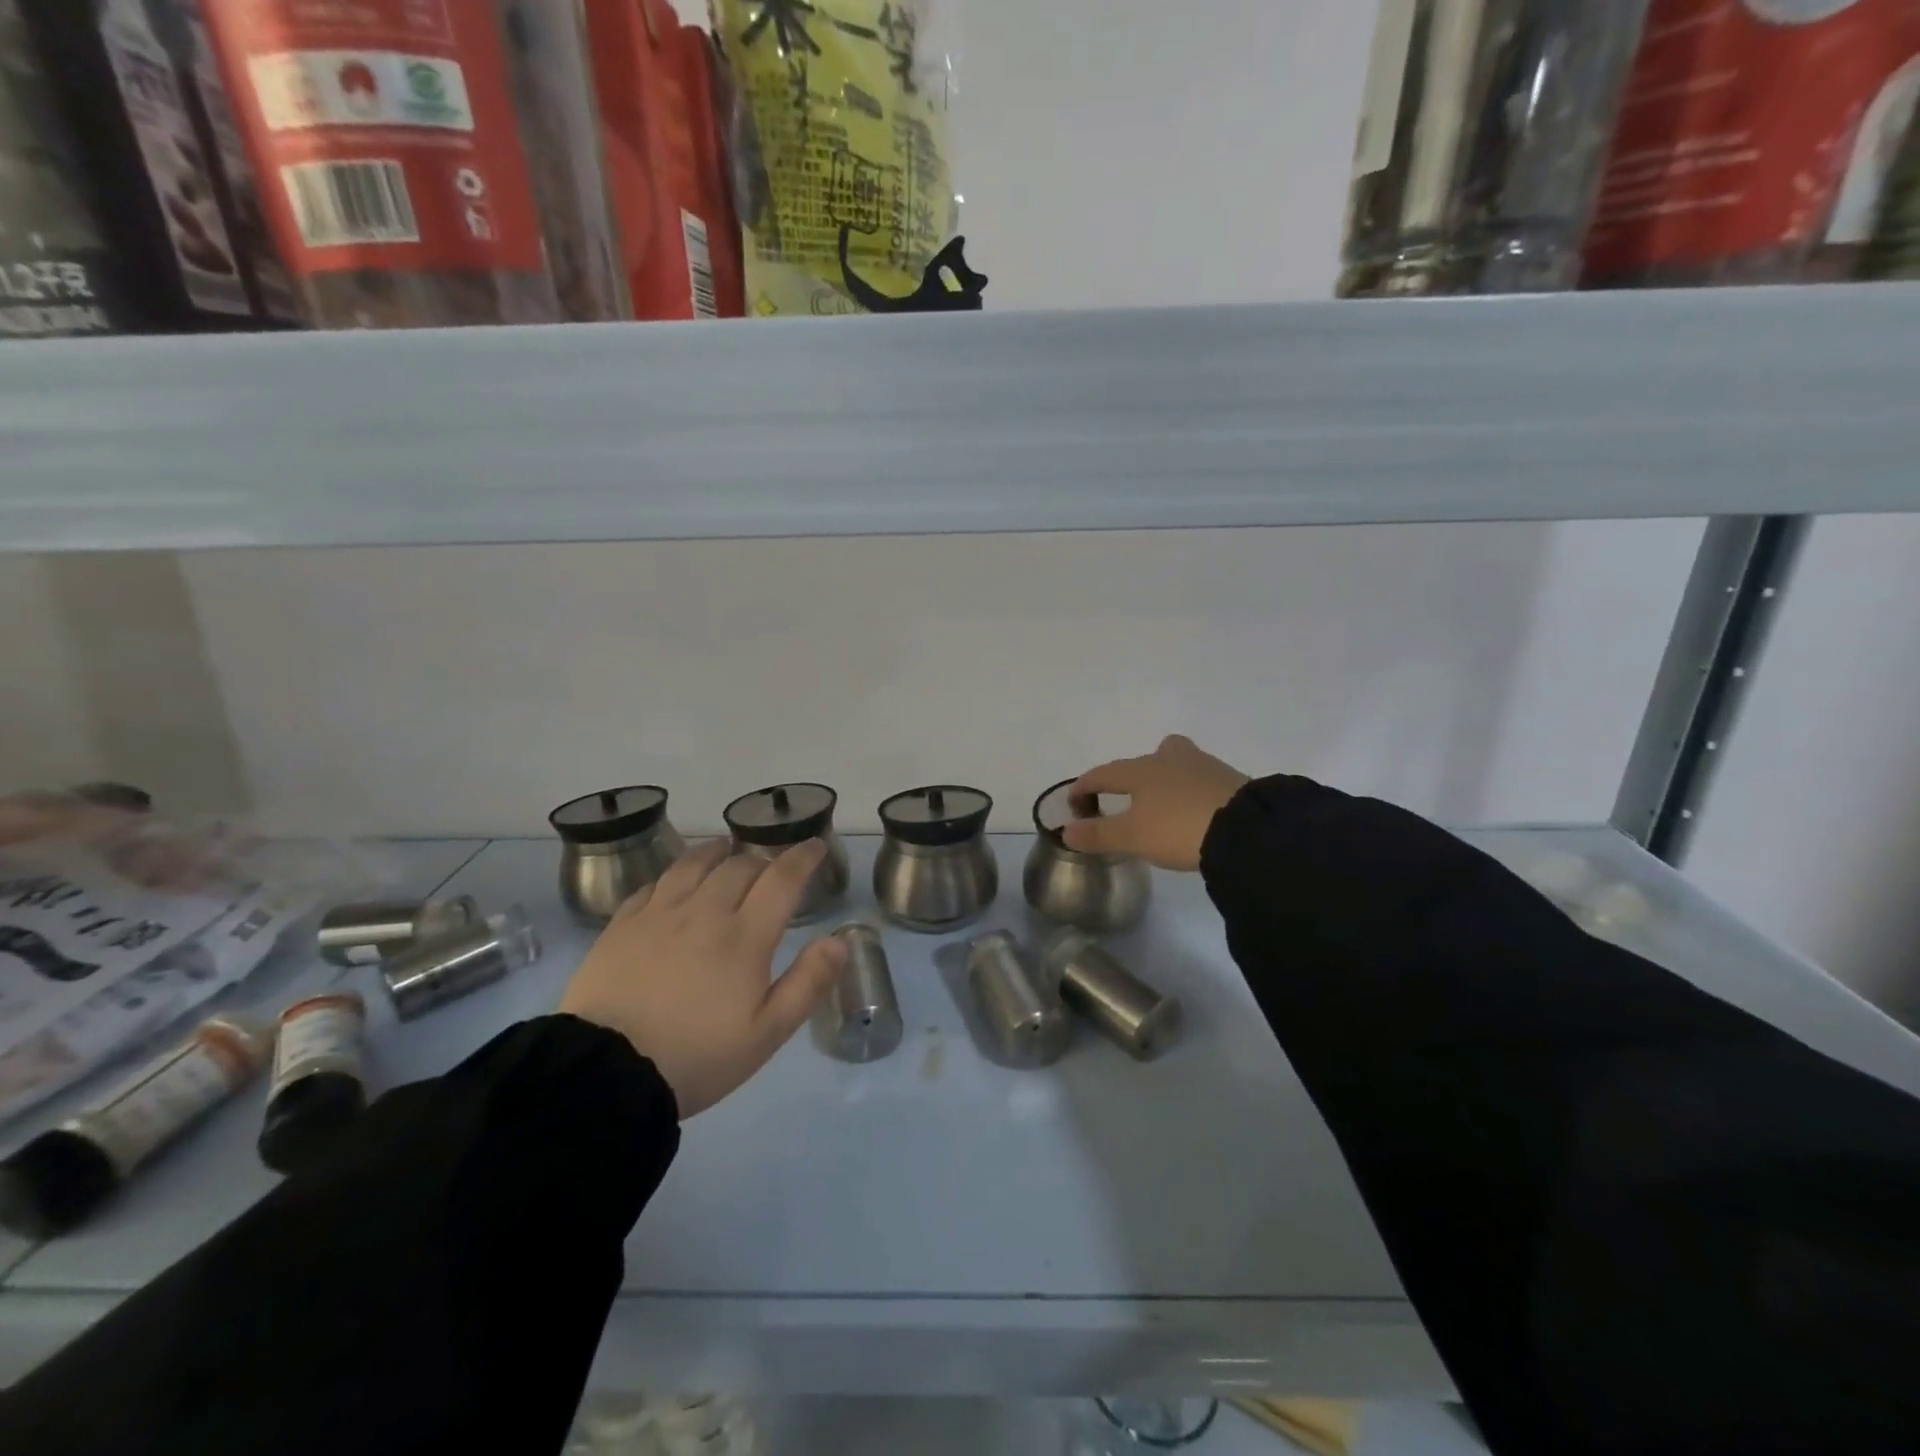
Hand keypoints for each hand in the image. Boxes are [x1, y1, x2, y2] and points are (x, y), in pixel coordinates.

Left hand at [559, 839, 847, 1118]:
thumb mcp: (766, 1034)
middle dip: (763, 860)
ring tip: (725, 850)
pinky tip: (674, 881)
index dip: (803, 857)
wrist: (605, 1074)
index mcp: (745, 937)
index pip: (782, 879)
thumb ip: (808, 983)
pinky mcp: (621, 925)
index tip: (815, 845)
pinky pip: (653, 884)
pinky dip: (674, 874)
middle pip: (739, 866)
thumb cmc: (696, 1057)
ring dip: (717, 852)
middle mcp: (704, 912)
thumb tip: (840, 940)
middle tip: (771, 869)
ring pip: (694, 864)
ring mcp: (659, 915)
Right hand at [1063, 735, 1249, 871]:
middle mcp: (1172, 760)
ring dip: (1170, 778)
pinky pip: (1204, 780)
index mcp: (1142, 770)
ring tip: (1167, 804)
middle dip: (1138, 769)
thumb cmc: (1177, 828)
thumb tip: (1066, 831)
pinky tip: (1197, 813)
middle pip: (1153, 753)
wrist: (1246, 829)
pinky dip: (1194, 792)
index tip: (1074, 802)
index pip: (1104, 773)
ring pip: (1182, 763)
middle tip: (1134, 790)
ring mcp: (1206, 767)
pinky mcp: (1233, 782)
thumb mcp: (1132, 837)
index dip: (1085, 786)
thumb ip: (1098, 834)